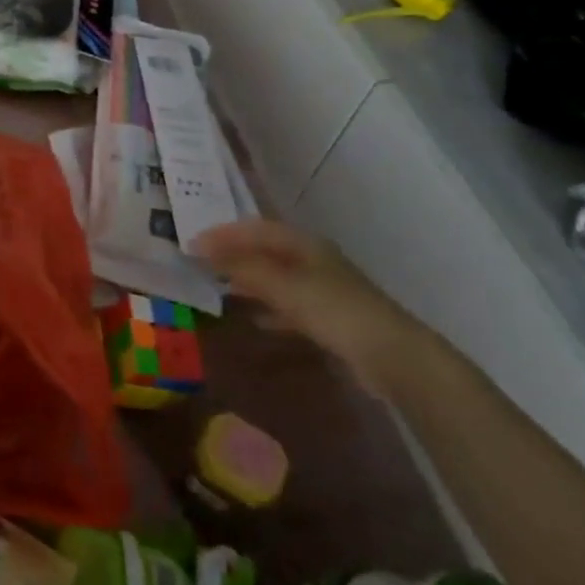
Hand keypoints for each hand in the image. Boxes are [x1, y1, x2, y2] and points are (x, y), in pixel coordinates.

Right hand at [192, 217, 431, 394]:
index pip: (256, 228)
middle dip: (234, 254)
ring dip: (249, 280)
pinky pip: (289, 304)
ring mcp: (323, 289)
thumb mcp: (284, 286)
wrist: (391, 356)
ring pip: (277, 277)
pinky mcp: (330, 317)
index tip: (192, 244)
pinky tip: (255, 320)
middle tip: (202, 263)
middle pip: (266, 250)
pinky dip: (268, 306)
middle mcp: (313, 259)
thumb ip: (243, 268)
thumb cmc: (334, 310)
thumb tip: (202, 249)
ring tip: (220, 287)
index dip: (224, 233)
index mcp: (304, 244)